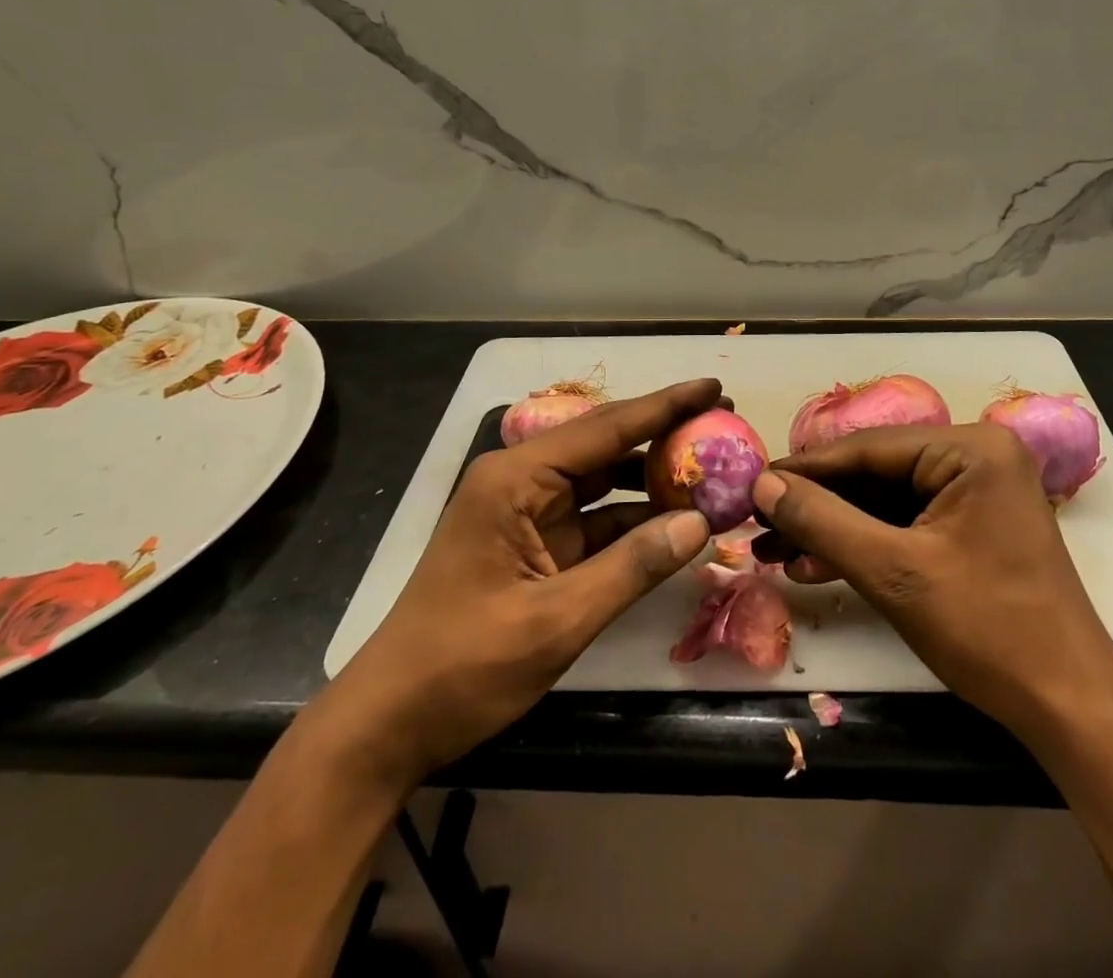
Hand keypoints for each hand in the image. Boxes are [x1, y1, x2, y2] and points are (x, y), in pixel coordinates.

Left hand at [312, 379, 719, 794]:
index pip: (606, 429)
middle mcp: (522, 481)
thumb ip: (631, 567)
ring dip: (653, 479)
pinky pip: (595, 520)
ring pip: (603, 482)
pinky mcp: (535, 546)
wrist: (389, 726)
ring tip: (711, 467)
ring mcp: (528, 514)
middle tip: (723, 423)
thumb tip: (700, 524)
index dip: (665, 407)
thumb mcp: (556, 620)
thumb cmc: (463, 666)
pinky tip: (677, 521)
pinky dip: (635, 520)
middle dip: (664, 435)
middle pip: (606, 446)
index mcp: (516, 479)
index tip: (713, 386)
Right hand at [756, 423, 1112, 734]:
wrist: (1068, 708)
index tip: (753, 484)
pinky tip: (816, 563)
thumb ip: (823, 522)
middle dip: (817, 505)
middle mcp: (975, 457)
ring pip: (885, 500)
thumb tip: (763, 485)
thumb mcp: (894, 573)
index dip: (805, 469)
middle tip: (759, 525)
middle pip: (875, 472)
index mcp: (970, 449)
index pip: (868, 448)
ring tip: (774, 551)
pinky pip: (906, 522)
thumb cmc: (987, 629)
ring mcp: (976, 491)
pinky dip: (864, 544)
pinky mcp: (972, 525)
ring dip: (833, 528)